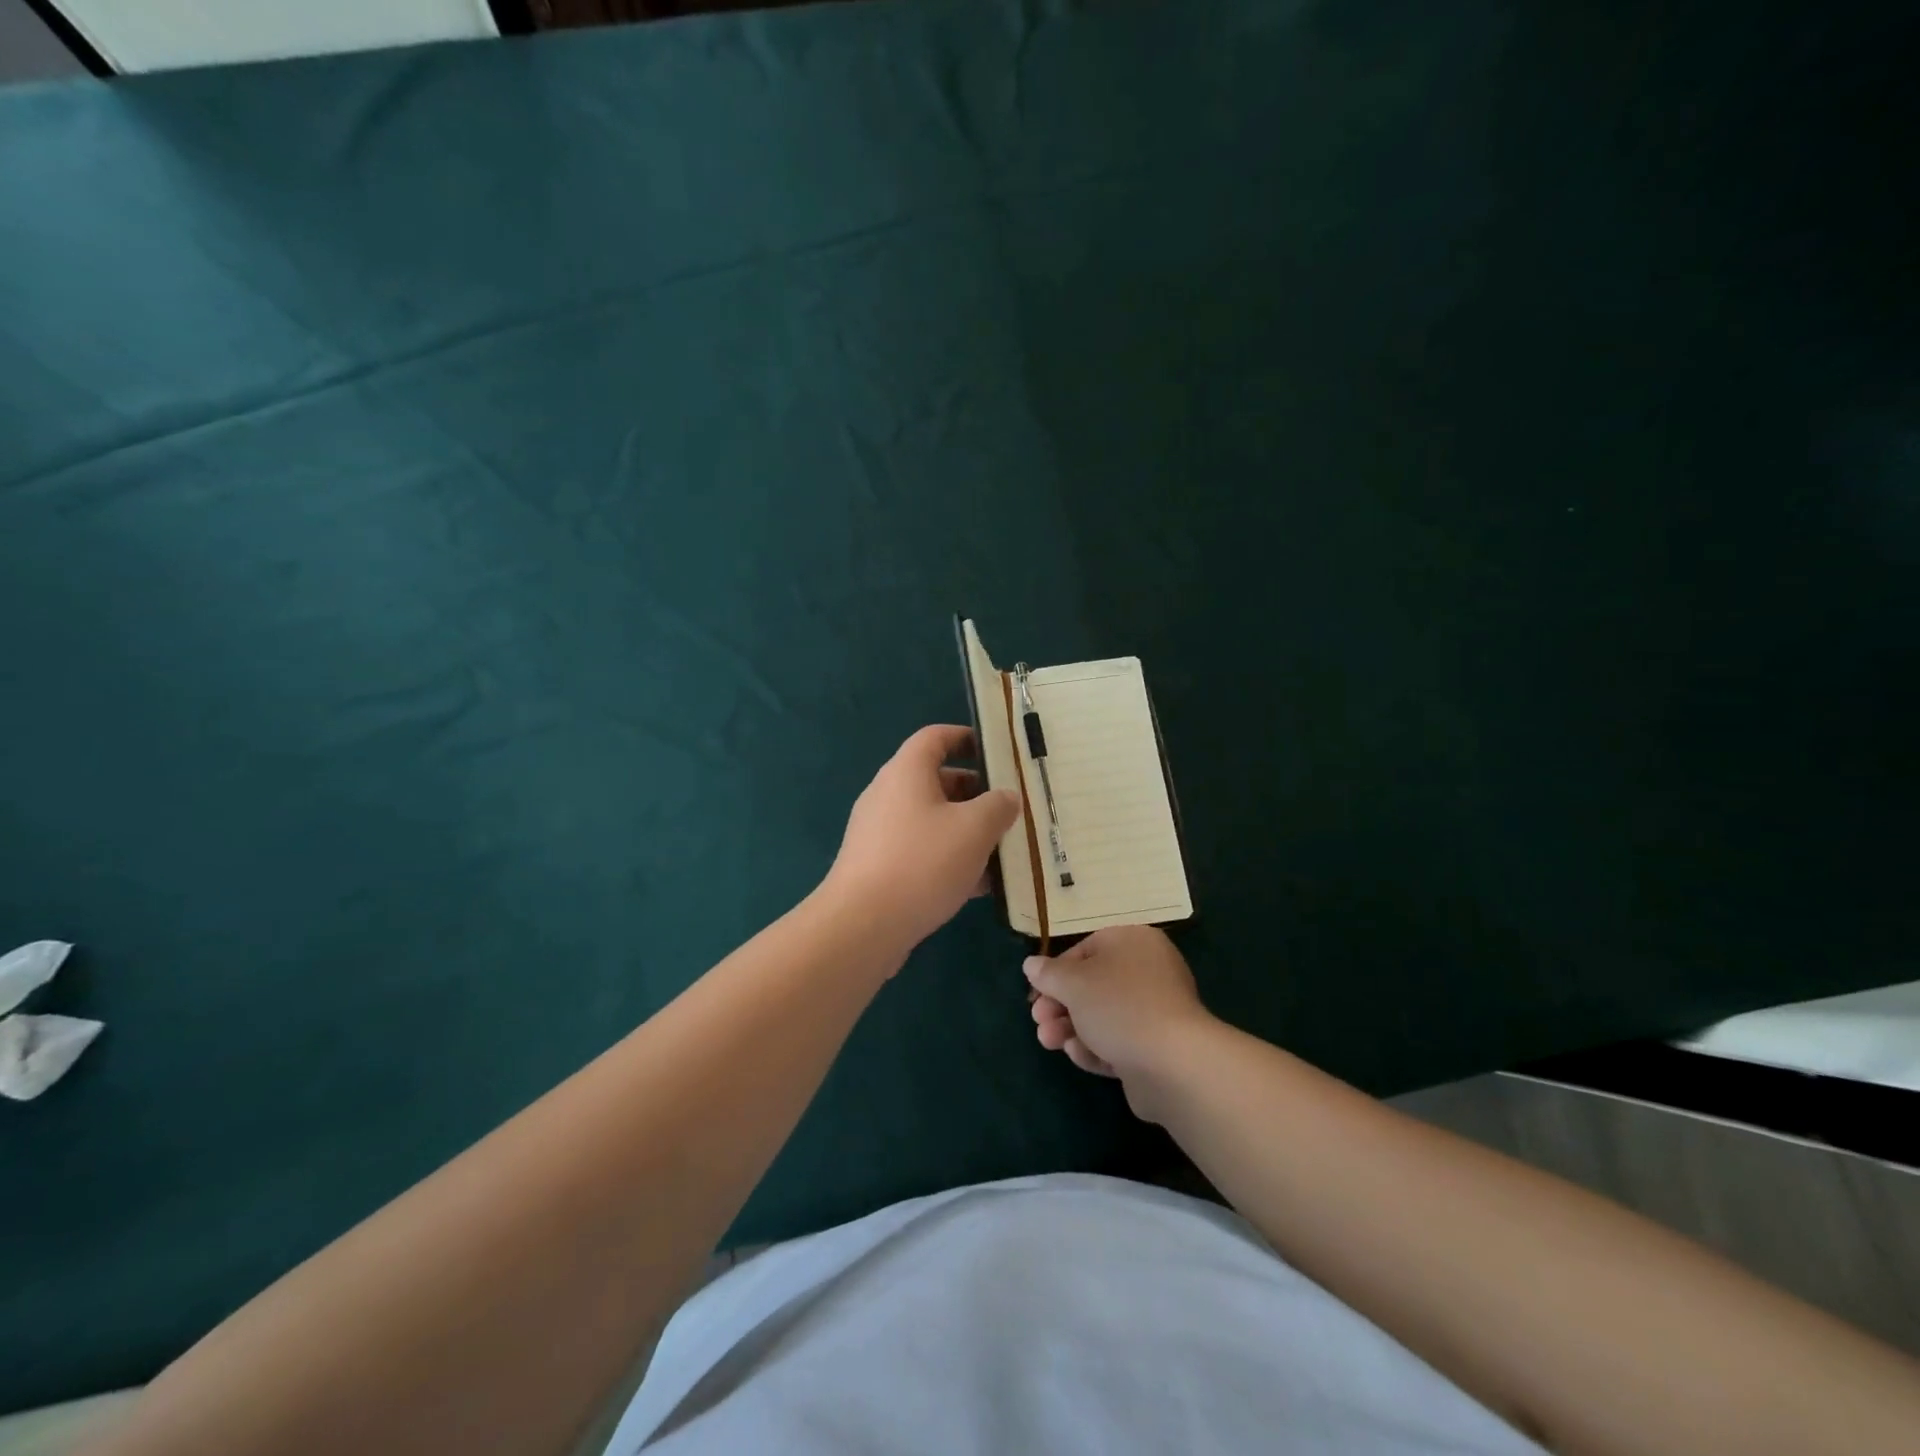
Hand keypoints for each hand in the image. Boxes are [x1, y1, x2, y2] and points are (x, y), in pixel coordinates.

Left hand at [823, 725, 1020, 956]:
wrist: (863, 925)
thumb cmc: (922, 862)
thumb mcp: (974, 829)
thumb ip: (998, 806)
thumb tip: (1007, 797)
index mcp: (907, 772)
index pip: (936, 737)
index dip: (967, 737)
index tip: (998, 752)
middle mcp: (889, 795)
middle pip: (938, 781)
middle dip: (977, 793)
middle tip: (1012, 809)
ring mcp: (881, 833)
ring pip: (934, 821)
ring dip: (968, 832)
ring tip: (1005, 849)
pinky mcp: (880, 867)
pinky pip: (923, 852)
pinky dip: (951, 860)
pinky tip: (982, 886)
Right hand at [1024, 925, 1215, 1119]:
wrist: (1172, 1063)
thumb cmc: (1118, 1006)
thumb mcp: (1073, 983)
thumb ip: (1049, 974)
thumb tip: (1031, 965)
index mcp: (1134, 942)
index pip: (1086, 950)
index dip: (1056, 972)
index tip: (1036, 993)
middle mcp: (1149, 971)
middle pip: (1093, 985)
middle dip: (1060, 1005)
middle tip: (1038, 1021)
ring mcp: (1156, 1011)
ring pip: (1103, 1016)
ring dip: (1071, 1028)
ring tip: (1048, 1042)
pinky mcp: (1157, 1048)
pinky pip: (1120, 1042)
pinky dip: (1096, 1047)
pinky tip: (1078, 1055)